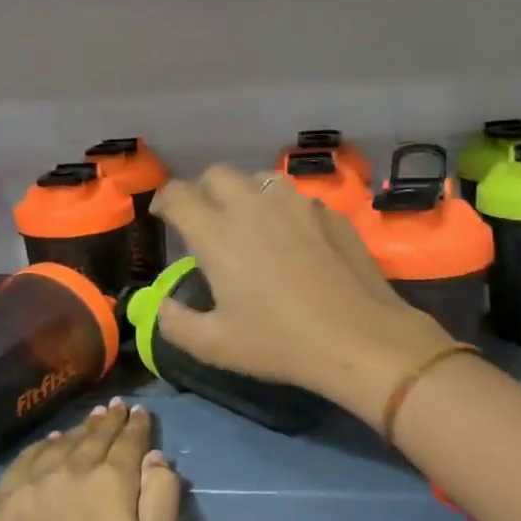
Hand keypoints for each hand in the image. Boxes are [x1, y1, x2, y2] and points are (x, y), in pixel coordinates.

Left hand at [0, 401, 180, 520]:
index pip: (128, 442)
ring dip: (78, 430)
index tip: (140, 412)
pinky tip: (48, 445)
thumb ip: (160, 501)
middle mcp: (69, 471)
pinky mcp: (0, 504)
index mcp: (109, 483)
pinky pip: (25, 460)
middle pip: (93, 436)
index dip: (136, 425)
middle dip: (108, 421)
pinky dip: (42, 447)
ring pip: (60, 444)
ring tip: (89, 421)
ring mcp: (29, 486)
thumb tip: (156, 457)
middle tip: (116, 408)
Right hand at [152, 166, 455, 424]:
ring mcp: (296, 204)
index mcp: (217, 233)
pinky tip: (292, 238)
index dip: (165, 200)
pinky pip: (296, 198)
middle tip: (204, 219)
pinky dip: (283, 209)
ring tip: (247, 220)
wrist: (359, 337)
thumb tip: (162, 305)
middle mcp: (253, 206)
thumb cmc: (280, 342)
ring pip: (259, 179)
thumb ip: (175, 323)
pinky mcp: (329, 212)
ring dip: (244, 192)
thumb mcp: (215, 346)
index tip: (164, 215)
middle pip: (217, 174)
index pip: (179, 195)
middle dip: (203, 190)